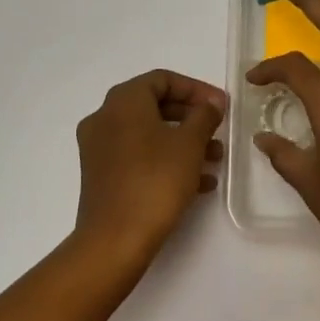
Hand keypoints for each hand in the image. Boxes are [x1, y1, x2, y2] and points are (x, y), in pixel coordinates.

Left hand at [74, 70, 226, 267]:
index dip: (196, 89)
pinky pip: (138, 156)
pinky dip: (165, 160)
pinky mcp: (101, 175)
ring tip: (214, 161)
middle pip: (154, 105)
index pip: (163, 79)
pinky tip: (198, 183)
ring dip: (183, 142)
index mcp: (123, 101)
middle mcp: (104, 117)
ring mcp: (99, 148)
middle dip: (191, 118)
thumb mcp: (189, 144)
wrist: (115, 241)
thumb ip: (204, 116)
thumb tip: (211, 103)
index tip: (220, 106)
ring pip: (148, 133)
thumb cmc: (155, 181)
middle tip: (218, 131)